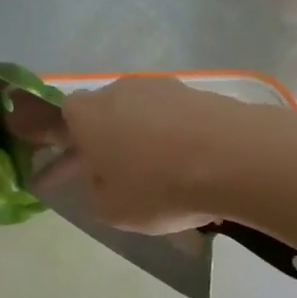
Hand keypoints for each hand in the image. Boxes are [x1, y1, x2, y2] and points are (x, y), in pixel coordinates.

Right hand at [55, 76, 263, 232]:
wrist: (236, 157)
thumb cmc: (160, 186)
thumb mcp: (111, 210)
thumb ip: (92, 194)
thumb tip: (98, 181)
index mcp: (88, 115)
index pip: (60, 118)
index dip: (59, 145)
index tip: (62, 170)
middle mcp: (120, 90)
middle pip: (101, 113)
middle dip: (100, 142)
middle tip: (108, 174)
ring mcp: (161, 87)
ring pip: (138, 114)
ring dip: (137, 139)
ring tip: (152, 173)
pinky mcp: (197, 92)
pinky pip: (171, 117)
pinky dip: (170, 137)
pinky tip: (183, 162)